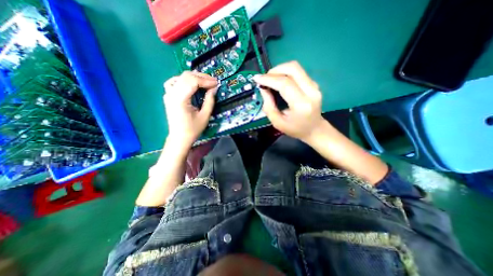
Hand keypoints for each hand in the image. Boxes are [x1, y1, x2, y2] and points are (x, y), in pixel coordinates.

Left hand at [163, 70, 217, 146]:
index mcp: (180, 99)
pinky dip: (185, 80)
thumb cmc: (193, 129)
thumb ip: (210, 101)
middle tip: (213, 81)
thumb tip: (214, 88)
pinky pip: (175, 81)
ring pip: (181, 77)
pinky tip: (191, 83)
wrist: (179, 137)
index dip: (206, 80)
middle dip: (202, 77)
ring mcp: (168, 93)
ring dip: (194, 77)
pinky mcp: (168, 95)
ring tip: (205, 81)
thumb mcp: (205, 116)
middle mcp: (172, 93)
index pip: (193, 81)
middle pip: (187, 76)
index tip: (216, 83)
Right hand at [254, 61, 326, 143]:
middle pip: (293, 69)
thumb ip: (268, 106)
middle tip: (265, 78)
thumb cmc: (295, 129)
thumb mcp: (277, 122)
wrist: (314, 129)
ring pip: (296, 67)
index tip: (257, 79)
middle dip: (275, 70)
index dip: (269, 79)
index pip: (285, 84)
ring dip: (280, 70)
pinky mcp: (314, 83)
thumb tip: (263, 88)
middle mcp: (311, 92)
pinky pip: (298, 72)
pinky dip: (285, 73)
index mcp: (301, 105)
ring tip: (270, 79)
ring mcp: (315, 86)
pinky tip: (279, 81)